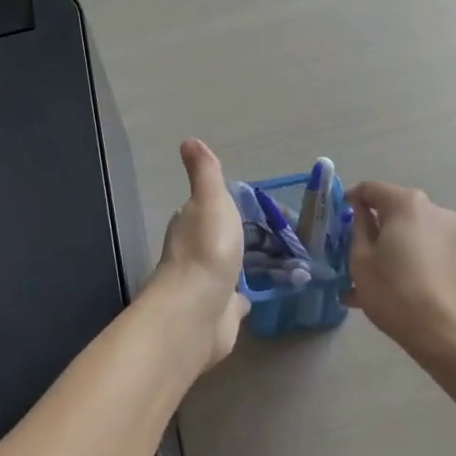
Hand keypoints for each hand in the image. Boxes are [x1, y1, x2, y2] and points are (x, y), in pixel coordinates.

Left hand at [149, 139, 249, 371]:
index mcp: (189, 225)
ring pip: (224, 270)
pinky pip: (233, 302)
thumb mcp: (210, 200)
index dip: (215, 204)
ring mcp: (206, 286)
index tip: (239, 202)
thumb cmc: (207, 248)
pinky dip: (240, 298)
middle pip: (212, 239)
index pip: (201, 209)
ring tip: (266, 260)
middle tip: (262, 231)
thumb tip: (189, 140)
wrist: (198, 310)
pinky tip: (254, 297)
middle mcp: (193, 254)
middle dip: (229, 236)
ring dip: (236, 266)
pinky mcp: (219, 315)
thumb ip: (204, 174)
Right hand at [345, 181, 455, 363]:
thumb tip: (362, 212)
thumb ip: (359, 228)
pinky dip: (402, 261)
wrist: (447, 333)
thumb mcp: (361, 259)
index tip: (336, 221)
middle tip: (348, 253)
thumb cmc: (395, 291)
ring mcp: (449, 233)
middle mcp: (432, 210)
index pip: (370, 189)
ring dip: (385, 249)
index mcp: (407, 203)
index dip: (350, 201)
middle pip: (392, 210)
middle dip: (370, 228)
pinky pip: (420, 249)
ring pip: (406, 233)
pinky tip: (384, 291)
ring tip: (362, 282)